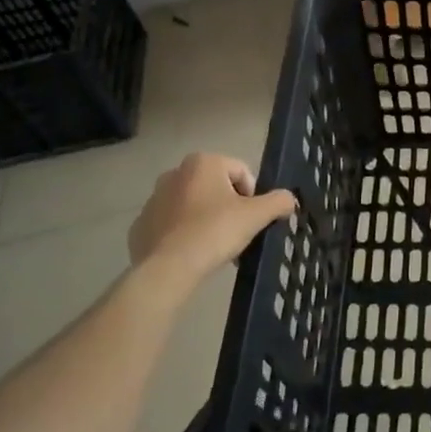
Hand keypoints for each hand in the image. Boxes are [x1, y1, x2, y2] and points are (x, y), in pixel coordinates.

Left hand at [128, 153, 295, 287]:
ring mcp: (154, 199)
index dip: (252, 196)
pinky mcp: (140, 225)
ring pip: (192, 205)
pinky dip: (183, 234)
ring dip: (206, 219)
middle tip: (235, 232)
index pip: (241, 172)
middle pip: (215, 187)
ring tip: (214, 246)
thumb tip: (290, 199)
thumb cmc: (215, 231)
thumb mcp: (256, 215)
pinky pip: (171, 225)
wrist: (168, 269)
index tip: (251, 219)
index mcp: (203, 162)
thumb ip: (278, 202)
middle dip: (227, 206)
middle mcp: (175, 173)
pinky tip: (192, 253)